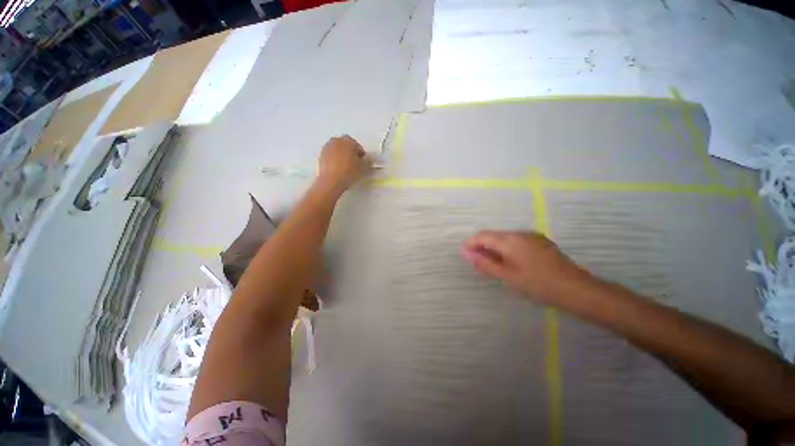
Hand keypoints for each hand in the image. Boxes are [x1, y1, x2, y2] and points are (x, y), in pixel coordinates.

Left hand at [318, 135, 371, 191]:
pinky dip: (335, 159)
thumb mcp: (363, 167)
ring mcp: (327, 147)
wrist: (331, 181)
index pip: (358, 146)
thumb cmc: (349, 171)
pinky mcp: (321, 155)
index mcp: (348, 141)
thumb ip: (367, 161)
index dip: (361, 155)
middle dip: (351, 152)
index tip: (362, 163)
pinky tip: (338, 168)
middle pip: (347, 145)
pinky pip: (331, 155)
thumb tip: (367, 159)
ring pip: (338, 149)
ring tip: (345, 166)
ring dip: (342, 155)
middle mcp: (337, 140)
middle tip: (354, 163)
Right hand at [462, 230, 589, 305]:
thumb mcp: (506, 275)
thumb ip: (484, 262)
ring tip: (495, 267)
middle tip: (480, 267)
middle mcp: (519, 233)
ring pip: (505, 239)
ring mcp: (531, 236)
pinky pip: (517, 242)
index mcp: (509, 239)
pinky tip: (512, 264)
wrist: (576, 289)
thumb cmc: (537, 284)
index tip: (467, 257)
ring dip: (495, 250)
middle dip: (483, 248)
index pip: (482, 235)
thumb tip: (465, 252)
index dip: (471, 245)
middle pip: (493, 236)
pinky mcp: (540, 242)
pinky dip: (508, 250)